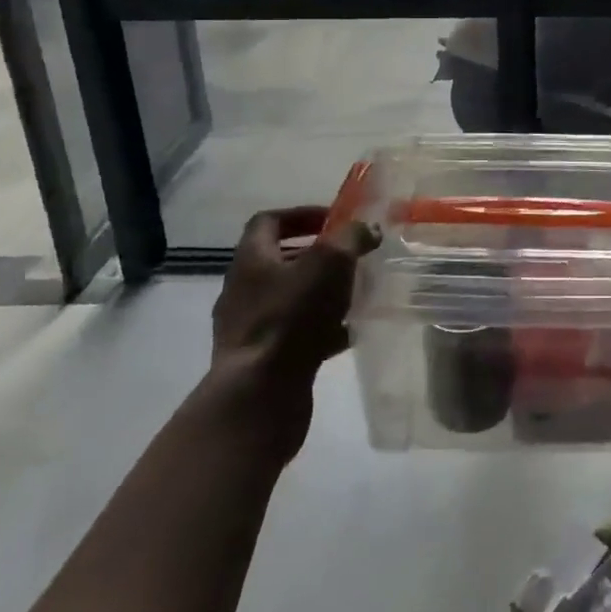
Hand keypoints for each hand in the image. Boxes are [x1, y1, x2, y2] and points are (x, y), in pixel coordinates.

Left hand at [207, 207, 379, 457]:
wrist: (260, 396)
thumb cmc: (292, 317)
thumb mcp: (330, 262)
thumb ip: (351, 238)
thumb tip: (367, 229)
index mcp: (251, 259)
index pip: (269, 221)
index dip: (302, 215)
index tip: (334, 221)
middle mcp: (243, 290)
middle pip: (281, 261)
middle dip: (318, 257)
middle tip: (352, 258)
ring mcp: (249, 328)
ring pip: (291, 299)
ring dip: (322, 293)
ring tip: (356, 295)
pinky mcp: (262, 360)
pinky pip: (295, 334)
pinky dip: (322, 329)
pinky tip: (349, 334)